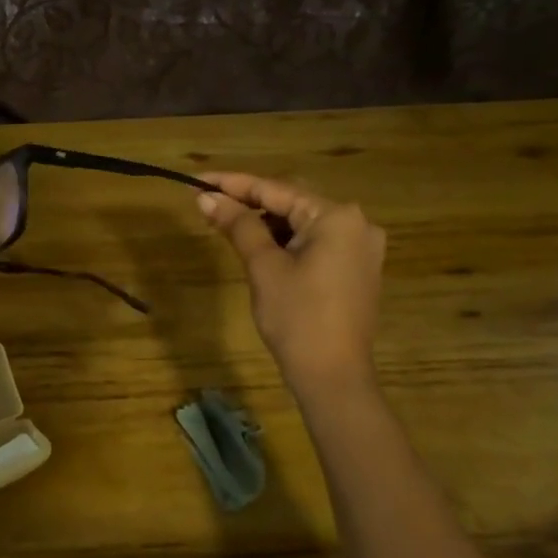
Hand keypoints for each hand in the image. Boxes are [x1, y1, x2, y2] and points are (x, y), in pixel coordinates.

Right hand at [195, 172, 386, 394]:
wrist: (333, 376)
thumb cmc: (297, 318)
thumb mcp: (263, 266)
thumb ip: (238, 225)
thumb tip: (207, 198)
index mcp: (336, 217)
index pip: (275, 189)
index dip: (233, 184)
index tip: (197, 180)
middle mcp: (356, 224)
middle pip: (291, 202)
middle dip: (249, 201)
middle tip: (208, 202)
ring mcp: (361, 248)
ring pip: (303, 223)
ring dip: (266, 222)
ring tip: (226, 223)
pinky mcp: (356, 270)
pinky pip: (315, 242)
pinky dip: (286, 241)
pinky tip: (258, 245)